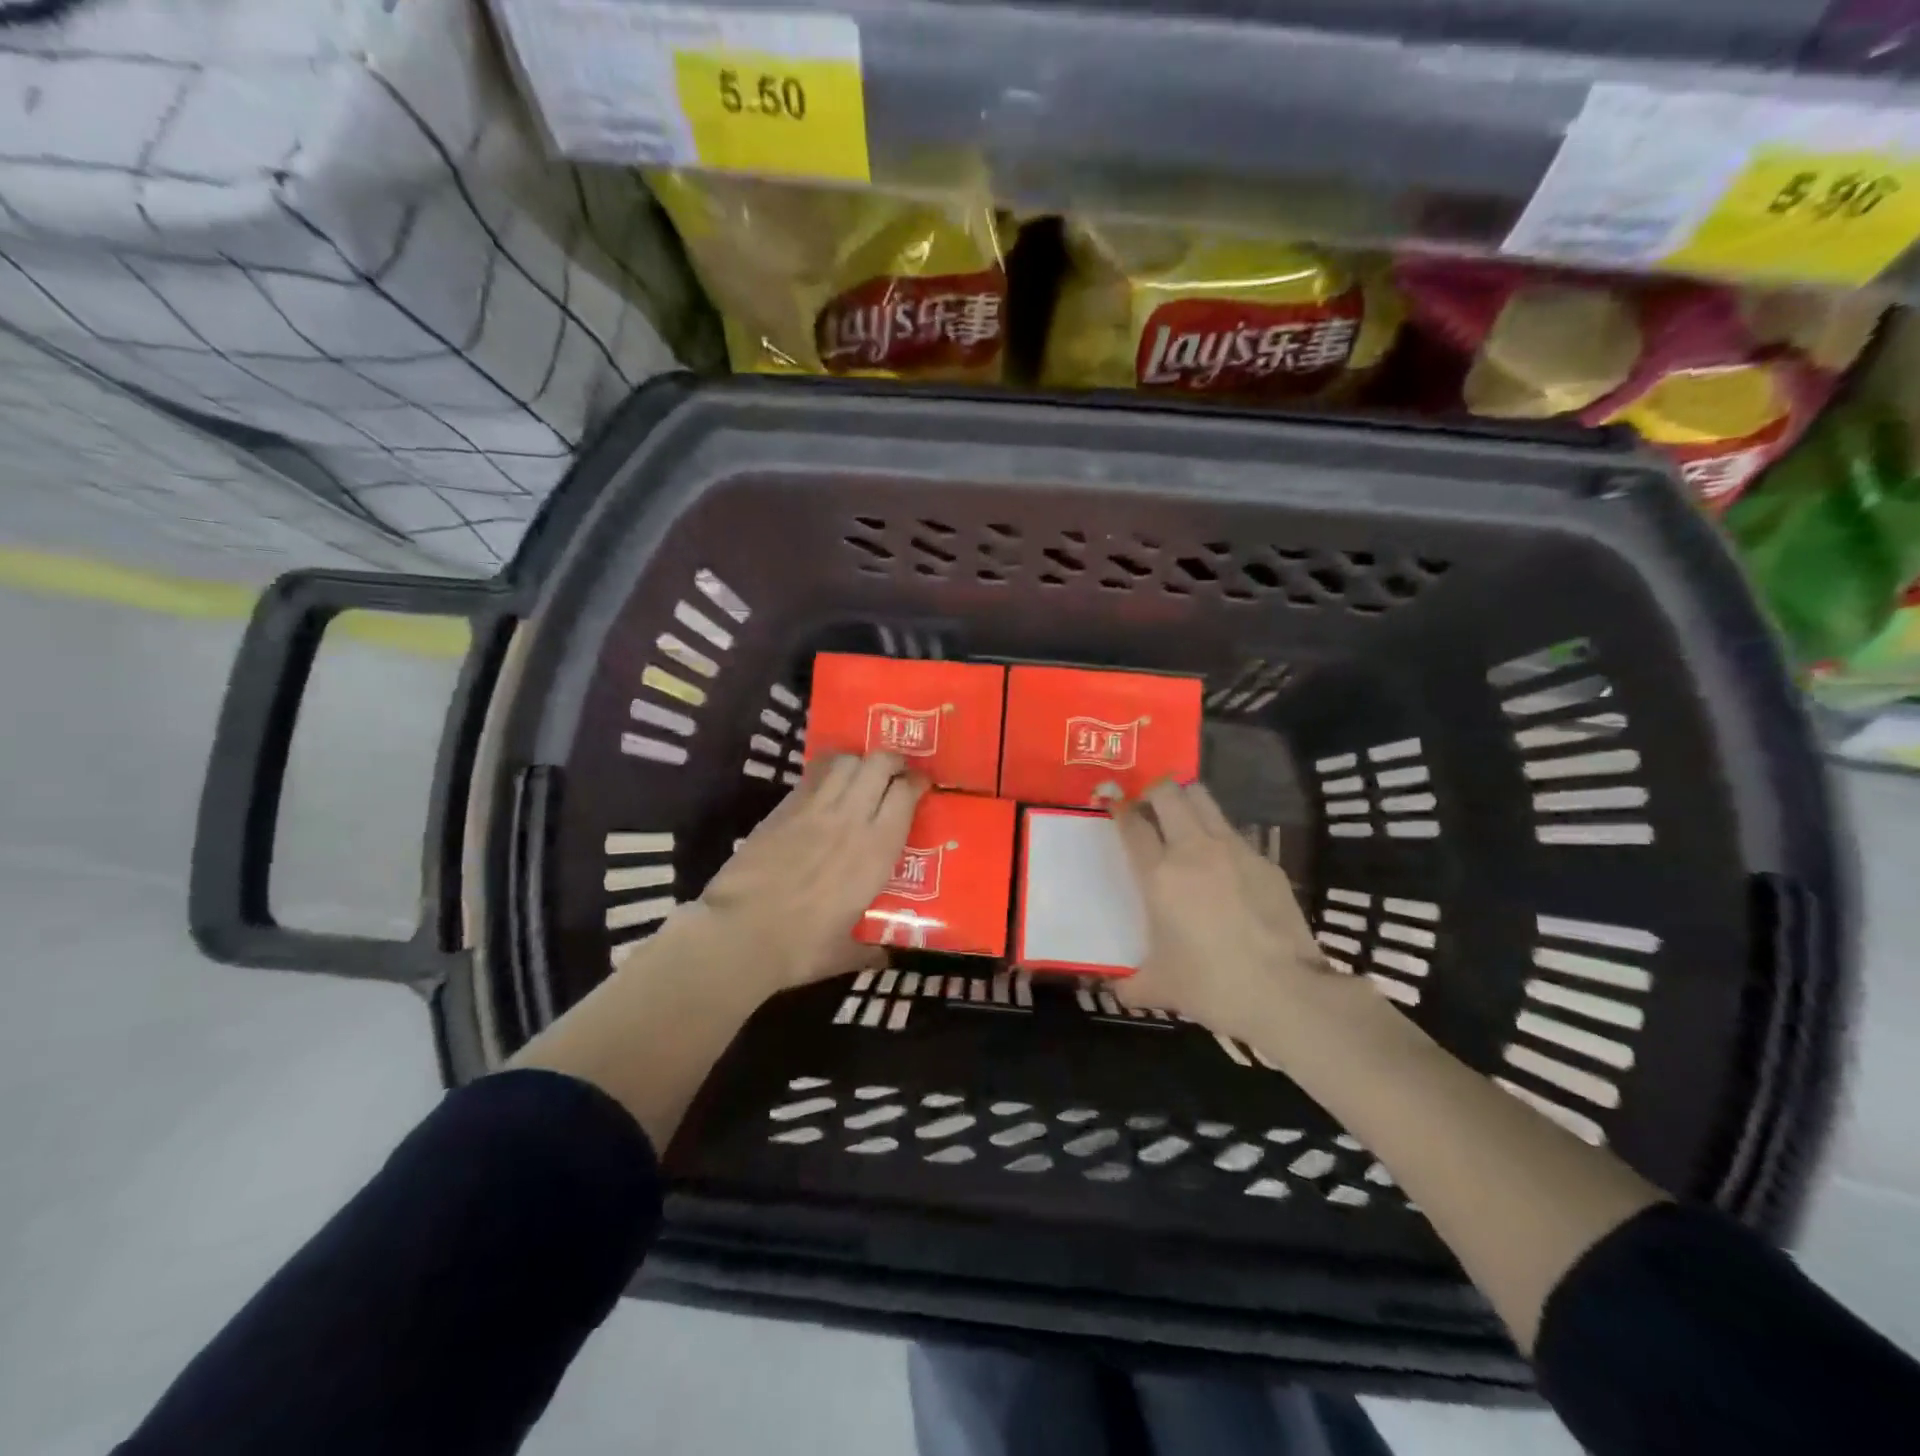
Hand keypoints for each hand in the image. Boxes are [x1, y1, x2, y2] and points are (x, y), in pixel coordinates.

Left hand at [689, 751, 926, 993]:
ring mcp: (815, 808)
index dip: (917, 783)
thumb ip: (870, 948)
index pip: (906, 794)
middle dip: (892, 761)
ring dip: (859, 762)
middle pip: (879, 764)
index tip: (921, 786)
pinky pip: (814, 774)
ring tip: (861, 774)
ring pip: (847, 761)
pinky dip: (827, 770)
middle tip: (894, 774)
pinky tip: (827, 783)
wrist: (740, 934)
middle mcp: (851, 819)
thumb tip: (885, 954)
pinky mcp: (784, 808)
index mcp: (876, 851)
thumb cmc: (800, 947)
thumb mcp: (845, 953)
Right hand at [1110, 779, 1330, 1044]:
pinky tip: (1223, 867)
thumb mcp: (1160, 988)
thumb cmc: (1211, 986)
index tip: (1112, 803)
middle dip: (1153, 791)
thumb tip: (1116, 989)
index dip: (1119, 809)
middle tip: (1148, 807)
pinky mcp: (1267, 862)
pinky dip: (1220, 838)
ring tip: (1183, 821)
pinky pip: (1235, 834)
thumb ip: (1130, 983)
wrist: (1286, 994)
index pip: (1132, 824)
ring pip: (1205, 800)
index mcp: (1159, 875)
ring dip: (1187, 802)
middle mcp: (1194, 850)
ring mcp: (1235, 850)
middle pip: (1169, 793)